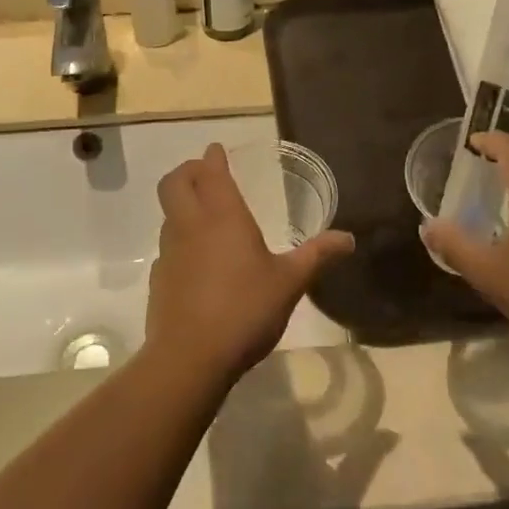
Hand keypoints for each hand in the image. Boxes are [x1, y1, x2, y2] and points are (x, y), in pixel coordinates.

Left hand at [146, 145, 354, 385]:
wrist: (189, 358)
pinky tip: (199, 263)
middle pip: (174, 183)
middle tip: (205, 174)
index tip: (217, 150)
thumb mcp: (290, 282)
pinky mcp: (159, 279)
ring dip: (182, 205)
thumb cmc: (244, 309)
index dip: (212, 158)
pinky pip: (168, 247)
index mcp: (222, 216)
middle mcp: (190, 225)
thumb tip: (349, 238)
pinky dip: (180, 241)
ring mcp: (169, 252)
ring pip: (169, 214)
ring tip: (206, 217)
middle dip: (188, 171)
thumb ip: (317, 256)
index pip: (210, 172)